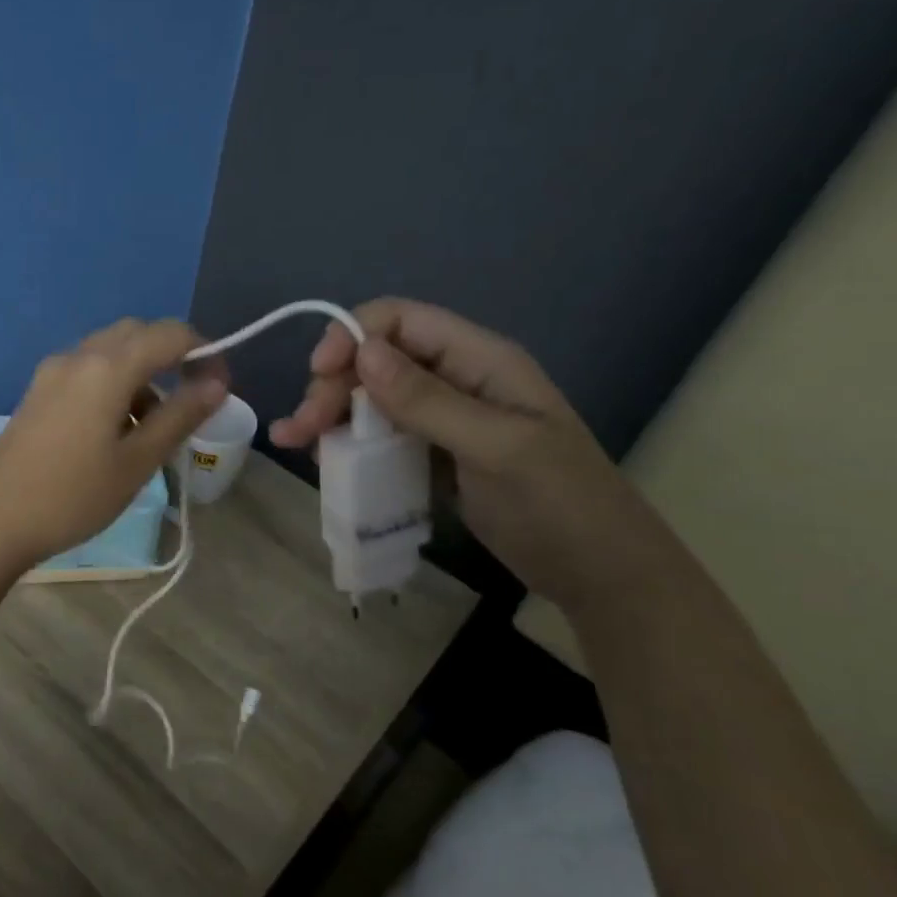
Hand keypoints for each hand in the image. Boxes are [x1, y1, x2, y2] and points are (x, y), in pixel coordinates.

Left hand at [0, 319, 227, 566]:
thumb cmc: (72, 496)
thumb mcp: (137, 462)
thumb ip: (180, 416)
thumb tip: (216, 384)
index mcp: (106, 367)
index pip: (170, 334)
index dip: (204, 352)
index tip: (219, 389)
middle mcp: (77, 356)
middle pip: (137, 334)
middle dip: (171, 357)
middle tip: (189, 402)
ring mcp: (51, 372)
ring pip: (109, 352)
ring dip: (141, 374)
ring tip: (151, 428)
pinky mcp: (37, 391)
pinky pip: (86, 370)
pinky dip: (112, 384)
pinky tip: (113, 430)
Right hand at [270, 299, 682, 613]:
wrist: (601, 576)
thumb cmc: (559, 504)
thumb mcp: (496, 448)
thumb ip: (428, 400)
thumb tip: (361, 351)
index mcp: (479, 360)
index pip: (400, 321)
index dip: (352, 336)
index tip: (318, 375)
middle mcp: (456, 380)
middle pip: (376, 361)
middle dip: (331, 386)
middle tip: (299, 430)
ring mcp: (443, 420)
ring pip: (371, 399)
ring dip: (330, 415)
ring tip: (295, 445)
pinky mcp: (433, 456)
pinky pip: (380, 436)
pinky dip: (348, 444)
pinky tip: (324, 461)